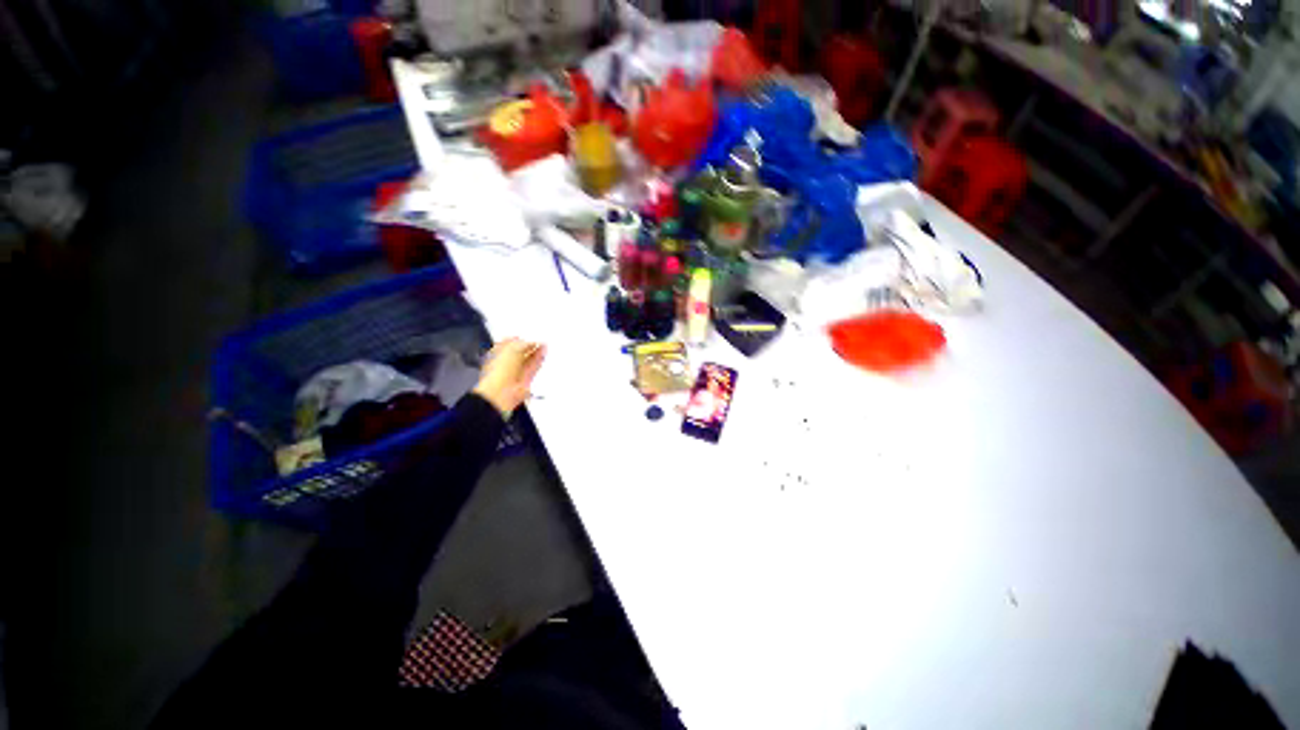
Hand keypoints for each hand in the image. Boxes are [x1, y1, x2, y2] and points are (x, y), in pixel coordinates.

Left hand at [473, 338, 546, 417]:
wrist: (502, 392)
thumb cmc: (499, 371)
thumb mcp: (513, 349)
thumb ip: (524, 344)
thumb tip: (533, 342)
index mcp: (496, 354)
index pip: (509, 343)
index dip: (519, 338)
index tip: (528, 335)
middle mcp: (505, 363)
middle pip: (520, 352)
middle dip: (530, 346)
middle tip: (540, 340)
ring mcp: (515, 373)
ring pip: (528, 360)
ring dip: (536, 353)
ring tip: (545, 345)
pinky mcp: (524, 381)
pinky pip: (533, 369)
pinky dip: (539, 361)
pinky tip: (544, 354)